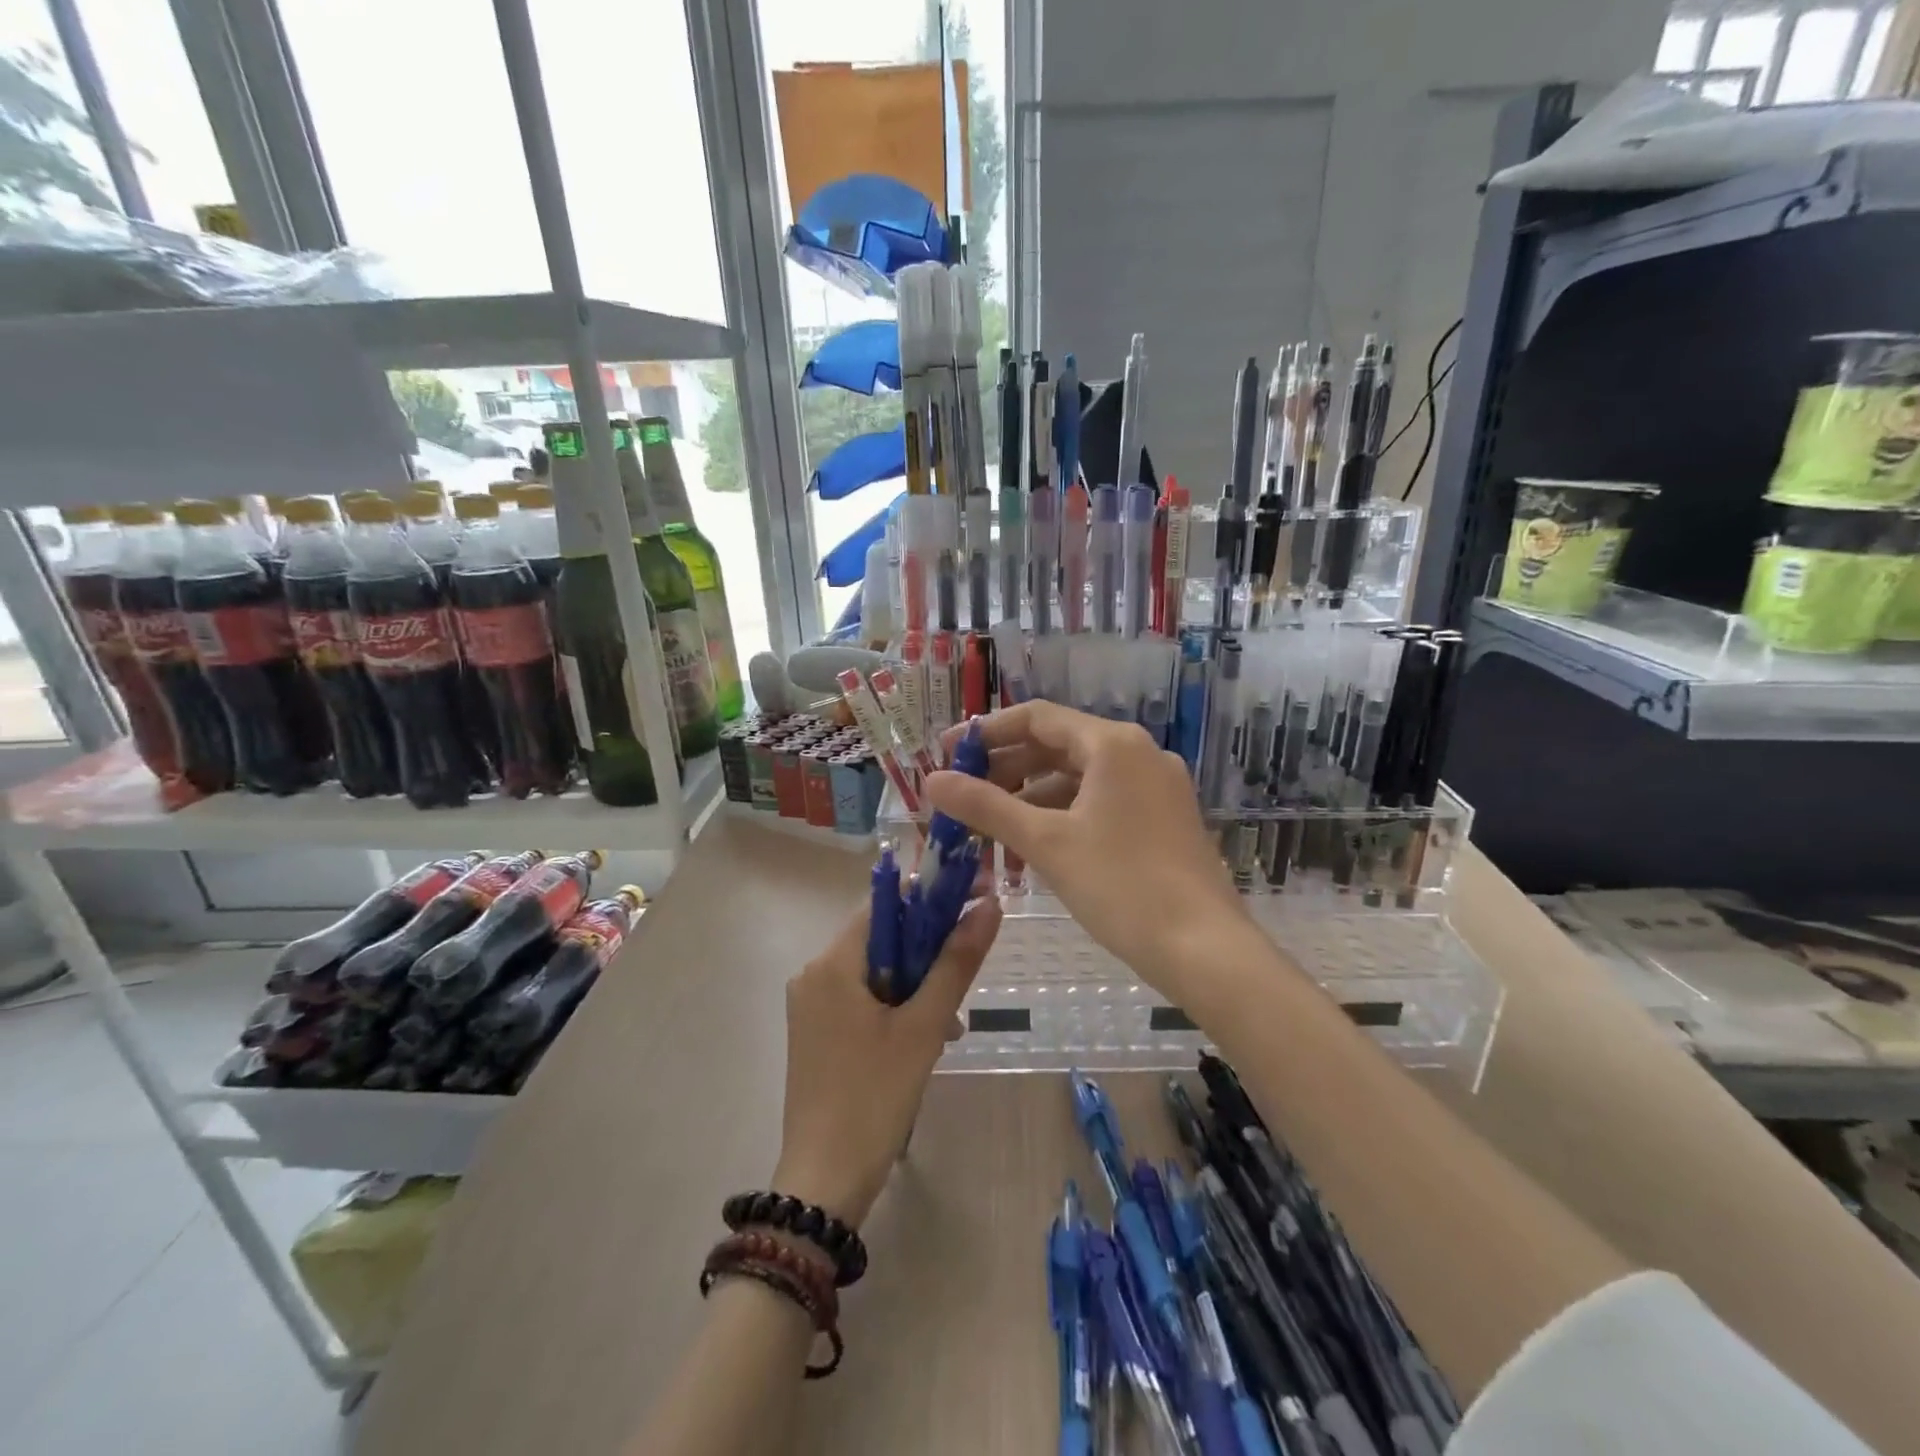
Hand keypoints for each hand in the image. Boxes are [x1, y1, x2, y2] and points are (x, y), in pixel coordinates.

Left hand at [772, 896, 1001, 1228]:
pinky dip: (896, 1007)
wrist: (824, 1183)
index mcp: (832, 964)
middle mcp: (814, 975)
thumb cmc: (874, 1097)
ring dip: (917, 985)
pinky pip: (863, 1000)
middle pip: (882, 939)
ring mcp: (811, 1006)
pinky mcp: (817, 1033)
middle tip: (966, 979)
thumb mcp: (924, 1027)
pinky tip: (925, 1039)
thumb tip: (989, 906)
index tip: (972, 905)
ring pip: (876, 972)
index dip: (931, 899)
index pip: (886, 905)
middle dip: (928, 952)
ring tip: (951, 1024)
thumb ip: (956, 963)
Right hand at [925, 702, 1251, 1001]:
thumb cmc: (1121, 886)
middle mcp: (1138, 754)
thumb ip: (985, 806)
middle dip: (1005, 771)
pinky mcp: (1162, 820)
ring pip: (1078, 780)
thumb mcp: (1046, 842)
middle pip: (1057, 747)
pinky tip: (1033, 849)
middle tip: (962, 797)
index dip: (986, 732)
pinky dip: (1062, 818)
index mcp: (1113, 744)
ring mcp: (1155, 788)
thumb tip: (931, 780)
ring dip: (1030, 800)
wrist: (1205, 950)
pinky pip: (1100, 804)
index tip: (947, 754)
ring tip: (989, 831)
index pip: (1037, 718)